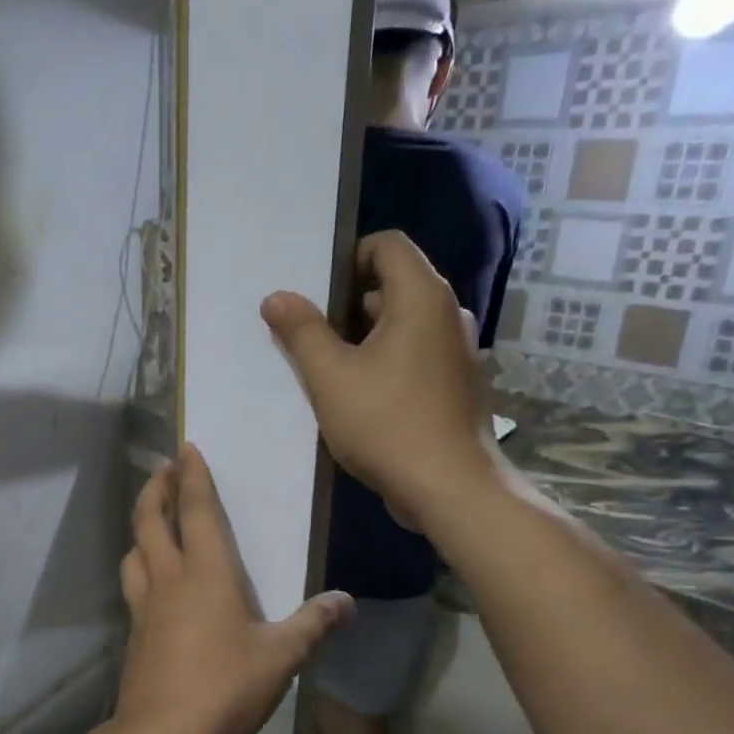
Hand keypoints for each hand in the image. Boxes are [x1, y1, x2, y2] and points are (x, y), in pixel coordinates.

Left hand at [115, 446, 351, 733]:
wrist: (163, 733)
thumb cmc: (225, 686)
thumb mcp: (281, 657)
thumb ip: (313, 625)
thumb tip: (347, 602)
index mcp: (207, 574)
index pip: (196, 511)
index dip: (192, 478)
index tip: (186, 450)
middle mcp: (170, 579)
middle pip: (151, 520)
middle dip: (156, 489)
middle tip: (162, 469)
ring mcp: (145, 606)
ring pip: (134, 551)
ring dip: (141, 526)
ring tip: (150, 520)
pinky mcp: (135, 632)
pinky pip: (133, 585)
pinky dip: (137, 566)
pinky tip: (149, 581)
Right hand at [260, 231, 500, 526]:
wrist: (451, 489)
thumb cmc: (388, 423)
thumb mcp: (330, 376)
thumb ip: (301, 331)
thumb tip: (276, 297)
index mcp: (422, 297)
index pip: (387, 245)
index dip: (347, 259)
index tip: (315, 295)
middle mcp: (448, 314)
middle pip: (392, 284)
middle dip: (347, 304)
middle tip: (310, 335)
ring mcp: (457, 350)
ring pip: (402, 324)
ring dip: (363, 338)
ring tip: (327, 369)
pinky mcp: (456, 383)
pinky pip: (415, 354)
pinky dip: (385, 361)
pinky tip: (359, 396)